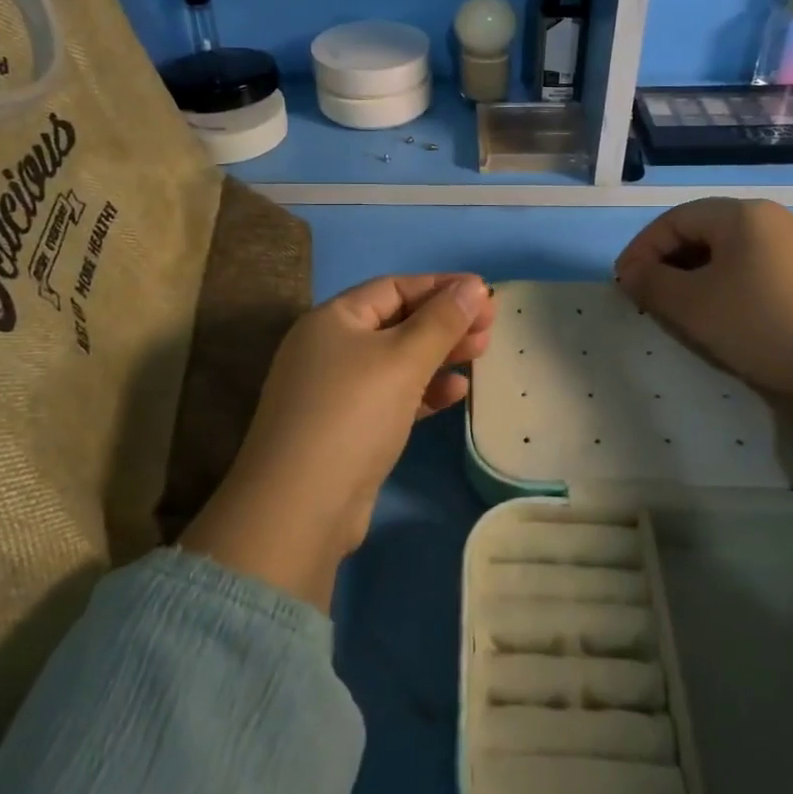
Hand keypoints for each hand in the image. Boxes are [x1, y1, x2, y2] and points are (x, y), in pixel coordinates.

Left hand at [180, 273, 493, 608]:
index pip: (393, 287)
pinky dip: (424, 391)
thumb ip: (442, 320)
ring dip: (439, 355)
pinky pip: (392, 396)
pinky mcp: (347, 429)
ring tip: (482, 353)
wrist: (301, 508)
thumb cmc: (354, 414)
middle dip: (444, 322)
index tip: (483, 293)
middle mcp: (329, 348)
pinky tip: (456, 392)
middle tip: (490, 326)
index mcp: (333, 319)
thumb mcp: (403, 359)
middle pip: (396, 322)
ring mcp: (335, 391)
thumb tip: (474, 286)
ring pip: (397, 361)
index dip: (440, 286)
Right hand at [612, 198, 792, 405]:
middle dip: (667, 263)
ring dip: (694, 276)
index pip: (674, 220)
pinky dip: (725, 285)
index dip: (642, 249)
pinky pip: (752, 268)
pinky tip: (722, 315)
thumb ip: (652, 283)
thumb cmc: (761, 323)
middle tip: (648, 297)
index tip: (624, 284)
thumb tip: (632, 272)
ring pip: (727, 252)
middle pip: (701, 231)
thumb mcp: (693, 305)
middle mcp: (769, 218)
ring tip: (680, 309)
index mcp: (739, 214)